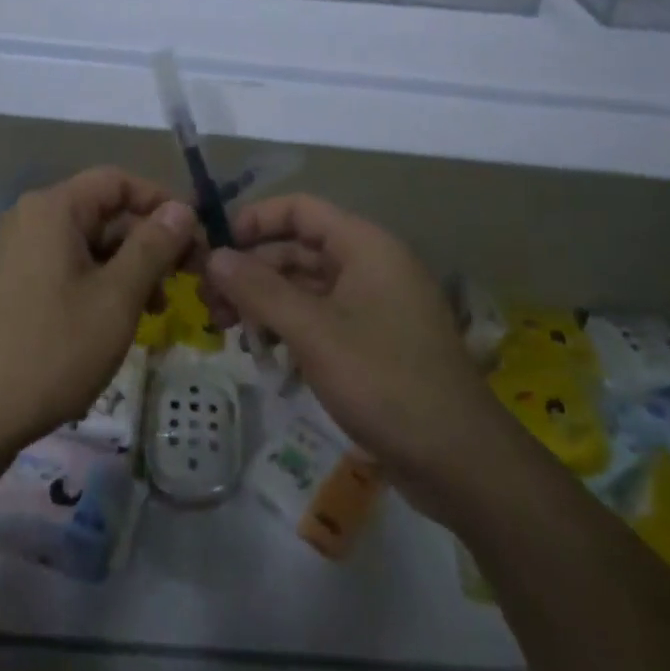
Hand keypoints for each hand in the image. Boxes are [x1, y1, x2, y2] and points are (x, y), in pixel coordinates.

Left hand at [0, 167, 195, 463]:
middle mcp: (29, 220)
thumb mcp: (116, 298)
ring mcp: (13, 254)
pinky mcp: (7, 287)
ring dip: (125, 270)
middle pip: (102, 213)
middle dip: (147, 243)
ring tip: (155, 311)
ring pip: (85, 246)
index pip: (118, 181)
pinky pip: (62, 270)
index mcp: (53, 209)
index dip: (162, 202)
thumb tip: (181, 208)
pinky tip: (113, 324)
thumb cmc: (50, 351)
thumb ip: (153, 247)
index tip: (195, 238)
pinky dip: (95, 286)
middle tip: (183, 282)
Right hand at [204, 194, 493, 504]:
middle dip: (252, 269)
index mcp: (365, 245)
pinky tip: (263, 353)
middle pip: (299, 249)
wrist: (459, 461)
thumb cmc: (384, 381)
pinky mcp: (372, 341)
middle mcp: (370, 265)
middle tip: (210, 302)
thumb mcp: (313, 333)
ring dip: (266, 301)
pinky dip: (290, 327)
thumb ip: (259, 290)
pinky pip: (321, 318)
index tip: (215, 249)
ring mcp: (373, 304)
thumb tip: (213, 256)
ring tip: (227, 330)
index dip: (255, 221)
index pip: (300, 209)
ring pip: (306, 286)